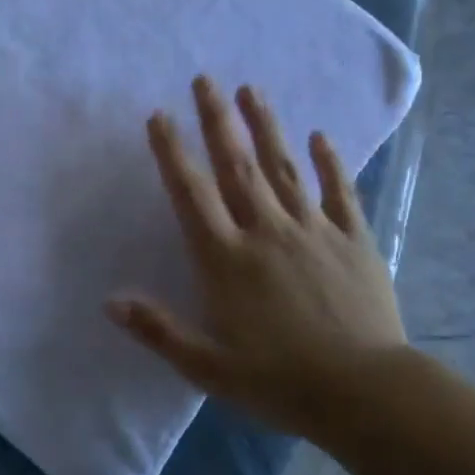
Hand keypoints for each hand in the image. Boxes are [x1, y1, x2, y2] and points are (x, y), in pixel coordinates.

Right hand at [108, 76, 407, 438]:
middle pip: (237, 166)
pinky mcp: (354, 240)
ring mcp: (314, 230)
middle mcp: (266, 231)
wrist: (364, 394)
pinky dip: (330, 163)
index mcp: (226, 258)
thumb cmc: (280, 382)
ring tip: (251, 89)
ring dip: (265, 126)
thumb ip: (158, 329)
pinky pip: (340, 192)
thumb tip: (110, 300)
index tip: (159, 115)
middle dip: (217, 120)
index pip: (191, 194)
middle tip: (205, 80)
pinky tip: (321, 136)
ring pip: (284, 168)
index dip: (172, 152)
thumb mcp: (208, 367)